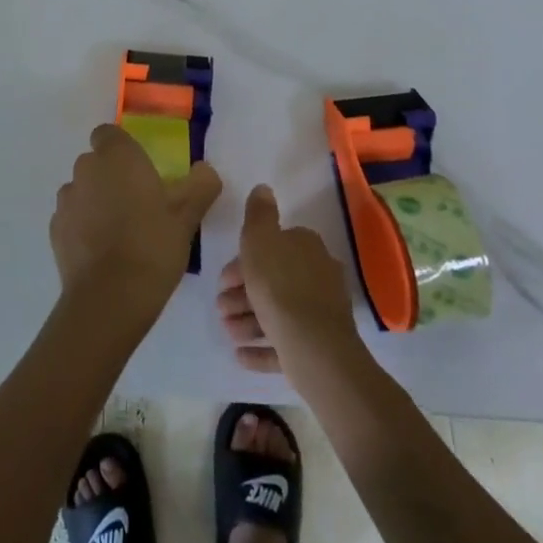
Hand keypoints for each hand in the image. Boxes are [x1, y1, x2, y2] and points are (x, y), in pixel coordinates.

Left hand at [50, 124, 221, 328]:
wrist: (109, 298)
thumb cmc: (152, 245)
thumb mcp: (187, 217)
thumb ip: (200, 186)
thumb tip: (206, 170)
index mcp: (117, 156)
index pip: (109, 134)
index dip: (123, 149)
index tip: (142, 172)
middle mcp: (85, 169)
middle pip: (96, 163)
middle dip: (112, 177)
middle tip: (139, 205)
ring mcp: (66, 199)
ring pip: (82, 190)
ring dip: (96, 202)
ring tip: (120, 233)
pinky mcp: (55, 230)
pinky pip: (72, 218)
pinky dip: (83, 227)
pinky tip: (103, 253)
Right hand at [217, 184, 363, 378]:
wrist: (314, 349)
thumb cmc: (279, 287)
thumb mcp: (260, 240)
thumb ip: (258, 214)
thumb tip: (264, 188)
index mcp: (306, 246)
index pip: (272, 245)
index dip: (243, 260)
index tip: (223, 278)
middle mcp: (318, 274)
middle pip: (273, 279)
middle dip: (242, 293)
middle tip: (220, 308)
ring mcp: (321, 313)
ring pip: (278, 312)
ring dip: (248, 320)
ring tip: (228, 332)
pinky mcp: (320, 347)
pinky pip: (286, 343)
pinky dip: (263, 346)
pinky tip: (241, 354)